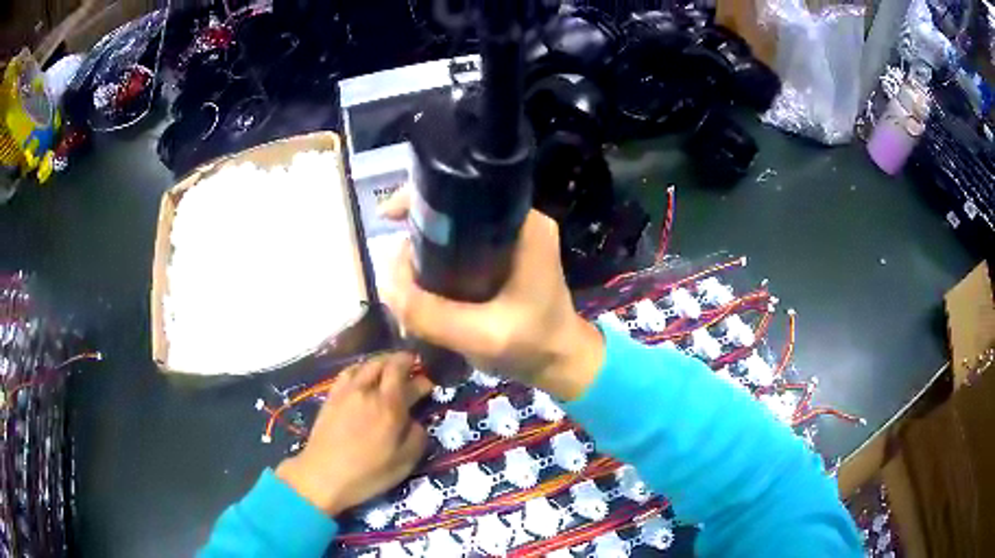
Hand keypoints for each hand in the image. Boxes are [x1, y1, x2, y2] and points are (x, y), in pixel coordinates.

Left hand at [275, 352, 430, 515]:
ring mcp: (346, 391)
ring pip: (366, 364)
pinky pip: (348, 372)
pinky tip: (362, 377)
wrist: (323, 476)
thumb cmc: (368, 473)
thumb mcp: (405, 462)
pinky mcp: (331, 397)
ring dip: (381, 362)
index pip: (406, 377)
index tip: (428, 383)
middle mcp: (367, 390)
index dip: (420, 377)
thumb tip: (417, 421)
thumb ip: (417, 436)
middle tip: (411, 368)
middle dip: (402, 361)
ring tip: (388, 369)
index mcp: (389, 405)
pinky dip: (360, 369)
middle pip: (385, 363)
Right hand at [378, 189, 604, 400]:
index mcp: (526, 227)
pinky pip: (461, 246)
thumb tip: (386, 281)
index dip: (422, 198)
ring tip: (403, 276)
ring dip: (425, 246)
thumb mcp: (480, 336)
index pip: (466, 191)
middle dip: (418, 229)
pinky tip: (421, 281)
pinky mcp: (506, 255)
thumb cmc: (532, 345)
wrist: (561, 362)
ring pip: (454, 228)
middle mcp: (520, 222)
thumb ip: (430, 313)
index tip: (389, 217)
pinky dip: (438, 259)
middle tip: (395, 262)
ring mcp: (513, 238)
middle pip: (456, 208)